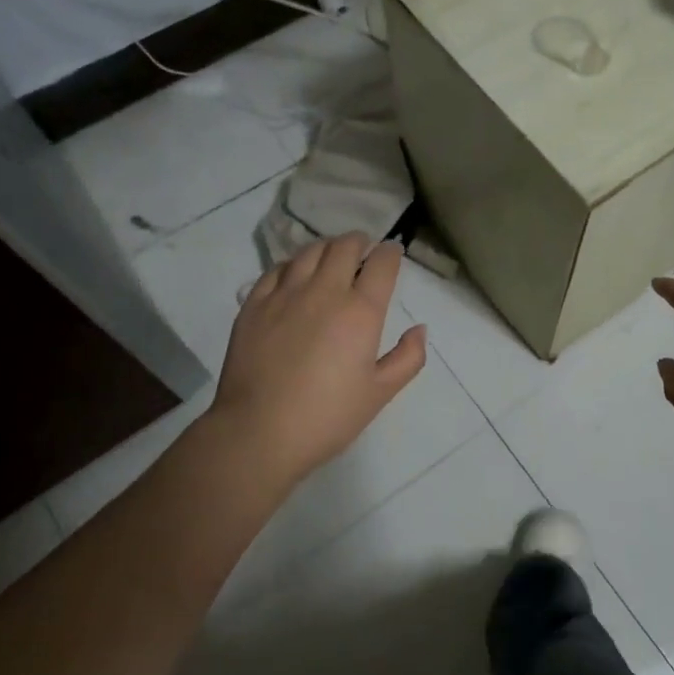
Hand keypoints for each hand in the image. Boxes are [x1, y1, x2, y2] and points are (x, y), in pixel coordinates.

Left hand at [211, 234, 427, 486]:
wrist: (258, 432)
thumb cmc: (327, 417)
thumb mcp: (380, 394)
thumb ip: (408, 358)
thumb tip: (419, 329)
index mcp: (360, 311)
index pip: (381, 263)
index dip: (390, 253)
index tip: (392, 254)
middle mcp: (324, 291)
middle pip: (344, 246)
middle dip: (360, 242)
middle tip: (364, 251)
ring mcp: (284, 294)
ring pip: (309, 251)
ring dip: (327, 249)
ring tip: (331, 258)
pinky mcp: (254, 304)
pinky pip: (276, 269)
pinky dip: (292, 265)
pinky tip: (295, 276)